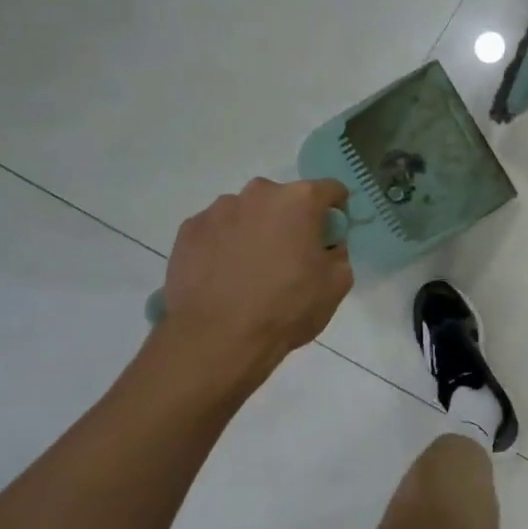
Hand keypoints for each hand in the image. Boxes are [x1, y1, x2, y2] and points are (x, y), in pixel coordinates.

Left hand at [159, 178, 352, 382]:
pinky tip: (225, 276)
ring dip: (256, 230)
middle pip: (285, 199)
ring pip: (248, 213)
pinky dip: (225, 244)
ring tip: (252, 270)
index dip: (336, 210)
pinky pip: (217, 230)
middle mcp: (258, 193)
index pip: (330, 190)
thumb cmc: (286, 307)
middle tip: (291, 256)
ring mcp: (218, 210)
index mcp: (299, 200)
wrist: (217, 339)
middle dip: (291, 220)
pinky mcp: (188, 230)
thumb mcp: (337, 283)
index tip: (332, 234)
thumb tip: (327, 245)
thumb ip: (339, 252)